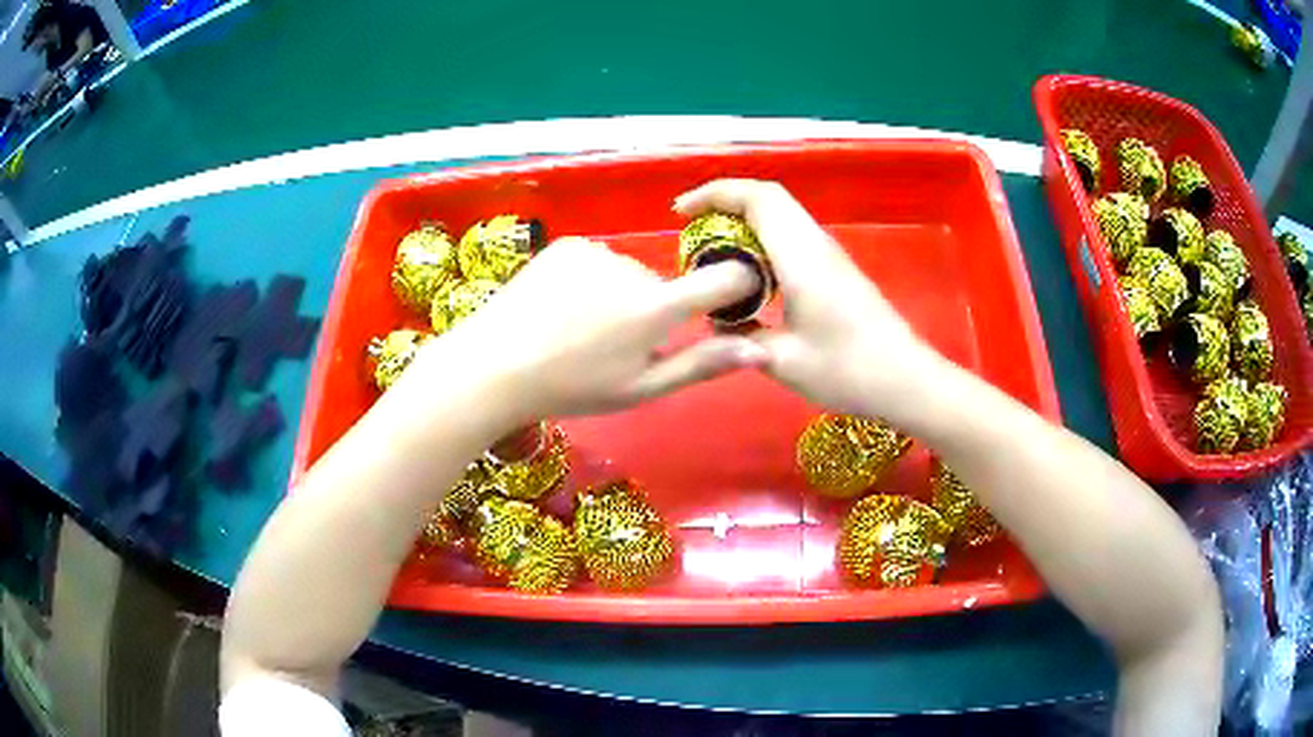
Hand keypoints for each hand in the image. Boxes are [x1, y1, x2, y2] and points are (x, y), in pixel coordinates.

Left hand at [417, 236, 767, 420]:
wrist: (495, 364)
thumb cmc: (573, 387)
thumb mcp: (641, 388)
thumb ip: (702, 364)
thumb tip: (761, 351)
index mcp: (655, 308)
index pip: (723, 279)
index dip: (737, 285)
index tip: (732, 300)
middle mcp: (633, 267)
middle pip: (664, 285)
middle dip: (653, 312)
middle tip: (615, 347)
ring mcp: (599, 251)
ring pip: (630, 275)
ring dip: (620, 296)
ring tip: (581, 328)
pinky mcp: (571, 244)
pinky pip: (600, 262)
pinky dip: (593, 281)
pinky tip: (563, 307)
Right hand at [674, 179, 944, 421]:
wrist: (905, 380)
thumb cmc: (847, 369)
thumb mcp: (783, 360)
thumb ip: (742, 336)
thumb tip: (722, 323)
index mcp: (801, 256)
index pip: (758, 199)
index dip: (716, 194)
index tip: (681, 213)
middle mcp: (816, 244)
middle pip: (769, 198)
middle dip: (725, 201)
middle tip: (692, 227)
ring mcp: (829, 256)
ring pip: (782, 216)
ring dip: (745, 220)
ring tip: (712, 249)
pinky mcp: (837, 271)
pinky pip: (792, 237)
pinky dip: (763, 240)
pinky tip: (749, 274)